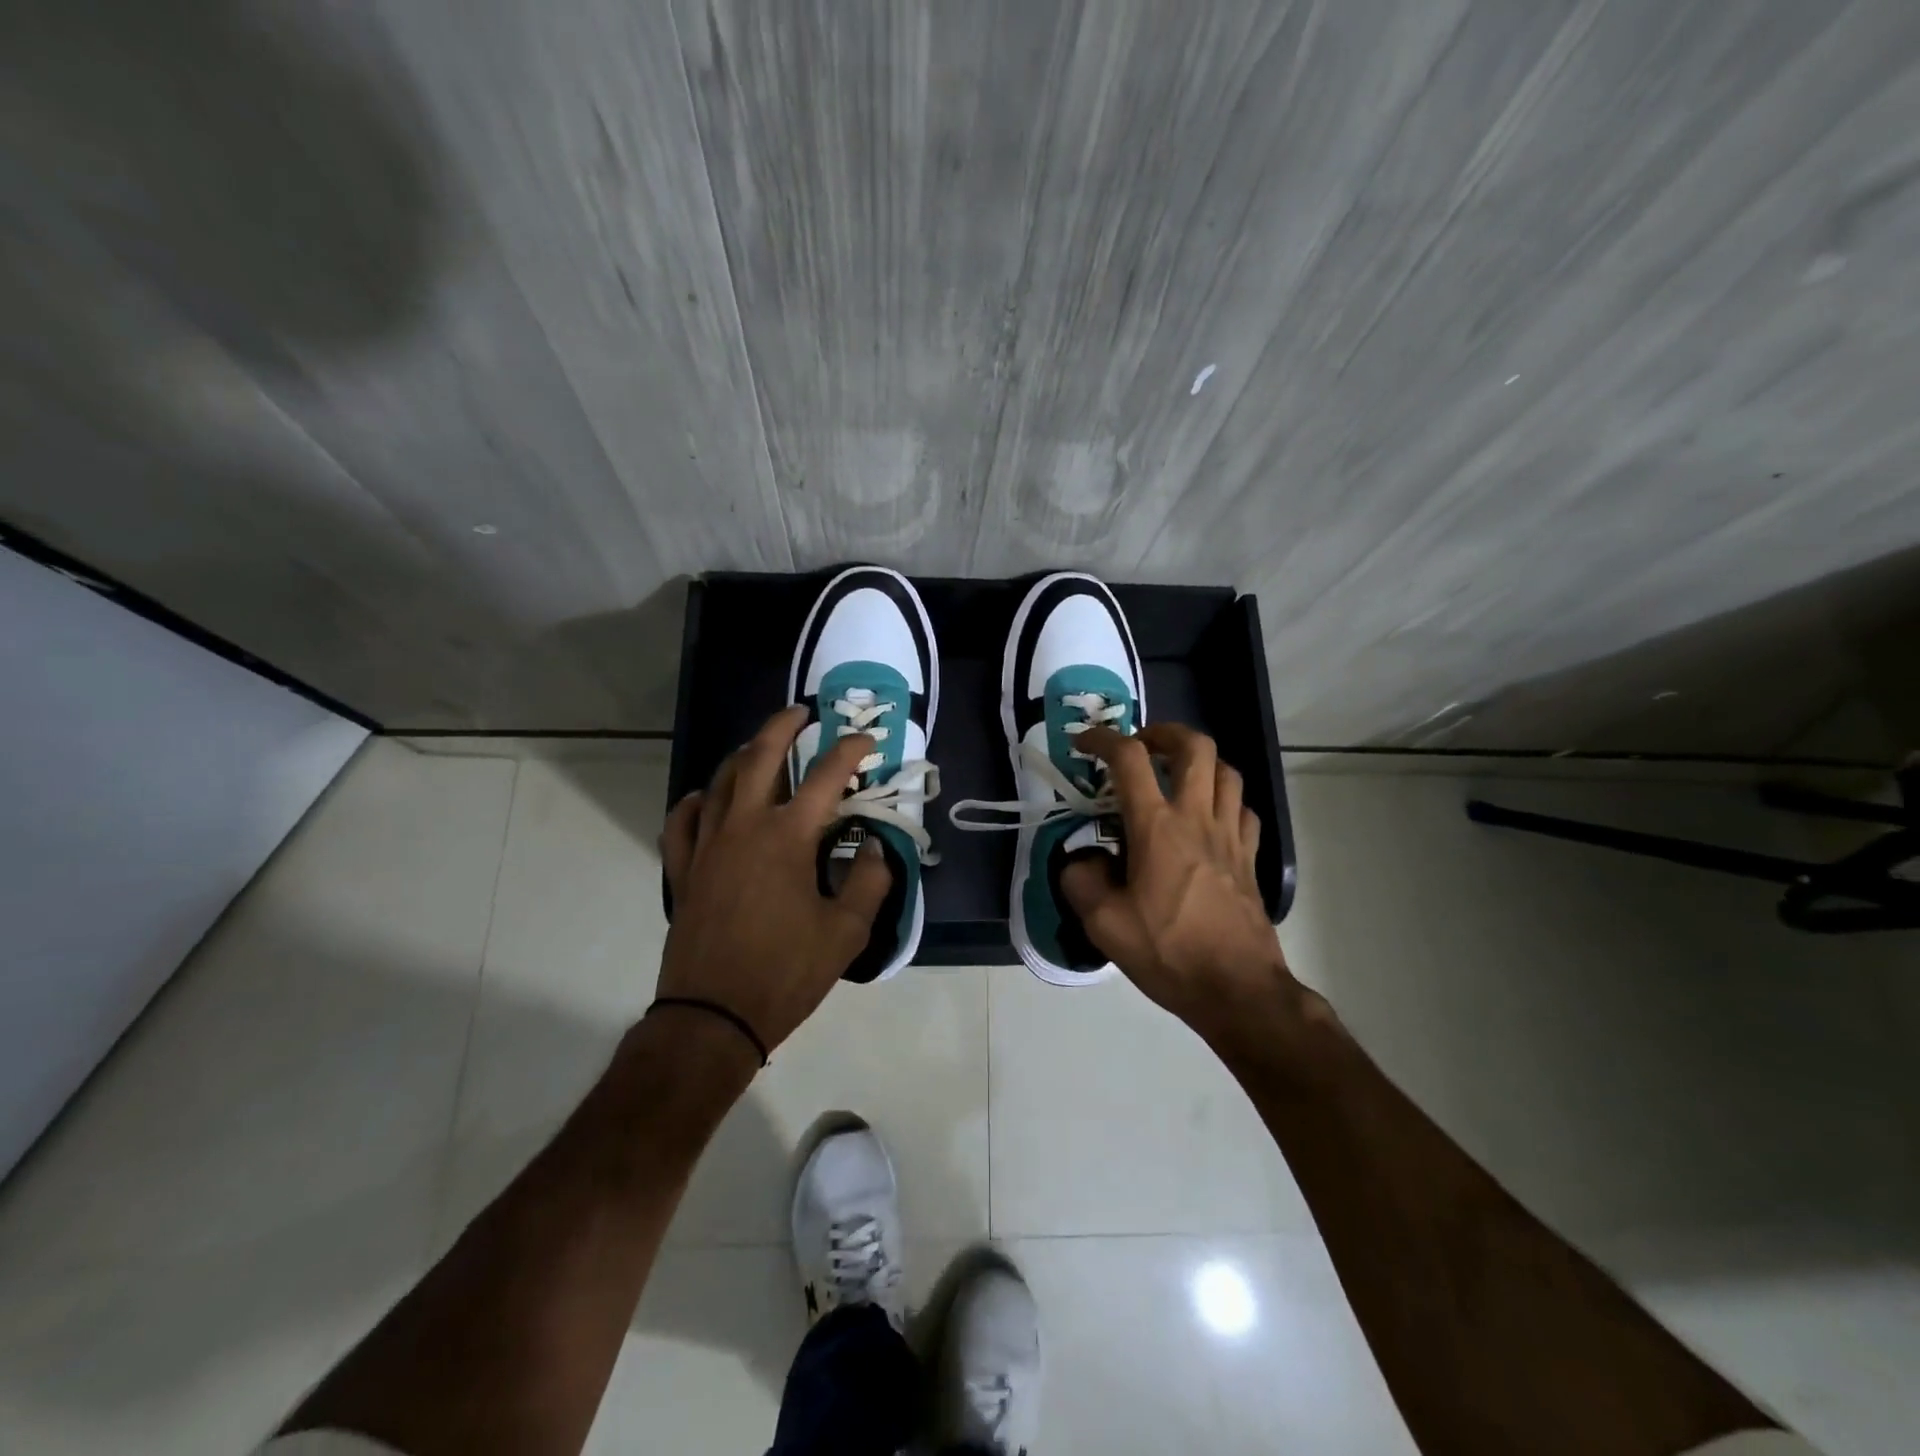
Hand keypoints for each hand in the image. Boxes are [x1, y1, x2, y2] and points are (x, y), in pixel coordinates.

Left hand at [656, 705, 891, 1057]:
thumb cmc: (785, 972)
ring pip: (720, 781)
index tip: (867, 740)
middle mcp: (744, 826)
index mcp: (788, 837)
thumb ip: (871, 882)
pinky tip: (705, 798)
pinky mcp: (683, 869)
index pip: (827, 776)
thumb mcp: (847, 932)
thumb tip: (878, 848)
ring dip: (744, 756)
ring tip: (761, 749)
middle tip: (802, 713)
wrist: (713, 1017)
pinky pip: (682, 821)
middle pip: (760, 756)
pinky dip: (696, 802)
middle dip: (784, 726)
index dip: (851, 751)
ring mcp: (707, 845)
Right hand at [1061, 723, 1295, 1036]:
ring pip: (1227, 771)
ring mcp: (1230, 835)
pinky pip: (1243, 809)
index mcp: (1157, 827)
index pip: (1129, 758)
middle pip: (1195, 746)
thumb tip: (1083, 860)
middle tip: (1141, 746)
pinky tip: (1208, 817)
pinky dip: (1224, 799)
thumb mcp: (1103, 923)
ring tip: (1175, 776)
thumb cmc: (1168, 952)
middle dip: (1164, 733)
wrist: (1237, 989)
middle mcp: (1197, 817)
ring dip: (1198, 762)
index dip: (1102, 739)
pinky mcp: (1249, 857)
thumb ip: (1081, 880)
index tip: (1083, 743)